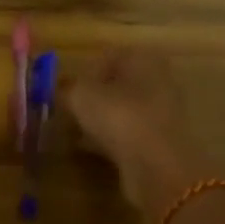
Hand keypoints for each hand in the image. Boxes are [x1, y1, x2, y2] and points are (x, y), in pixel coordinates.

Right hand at [66, 48, 208, 219]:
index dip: (83, 73)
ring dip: (101, 120)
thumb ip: (68, 89)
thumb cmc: (119, 117)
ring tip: (77, 133)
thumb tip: (62, 90)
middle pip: (117, 84)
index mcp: (143, 58)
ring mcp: (162, 112)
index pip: (107, 57)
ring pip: (123, 110)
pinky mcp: (160, 141)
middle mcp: (158, 80)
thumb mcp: (81, 96)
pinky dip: (110, 139)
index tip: (66, 92)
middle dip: (93, 98)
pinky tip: (92, 150)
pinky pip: (128, 134)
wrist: (157, 166)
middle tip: (70, 112)